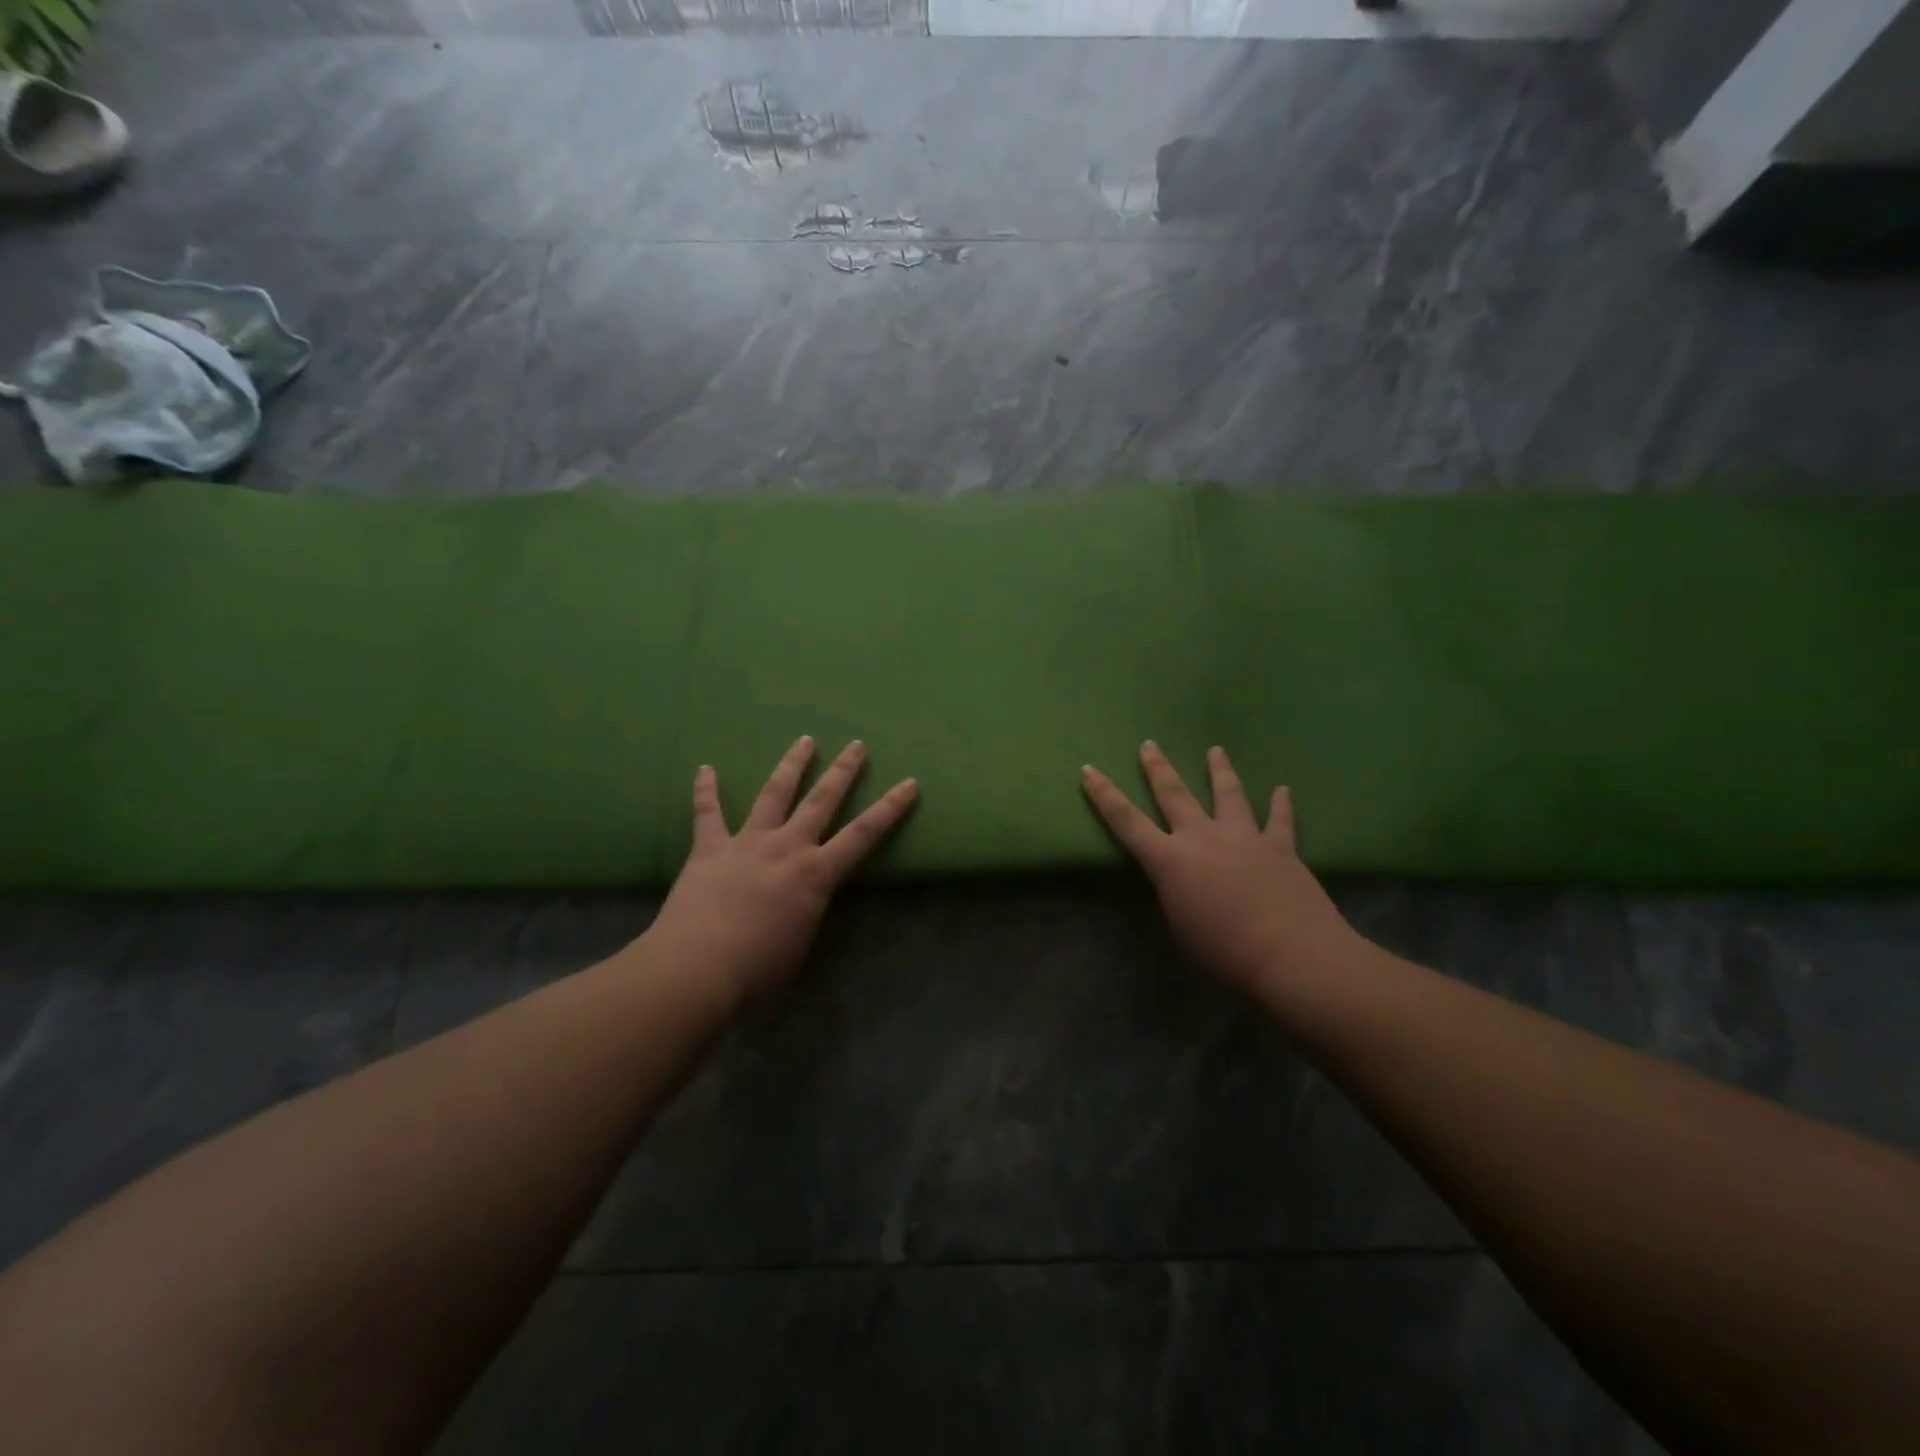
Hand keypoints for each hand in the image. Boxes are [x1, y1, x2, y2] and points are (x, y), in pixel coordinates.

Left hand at [645, 737, 917, 1005]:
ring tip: (805, 740)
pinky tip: (705, 767)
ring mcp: (747, 843)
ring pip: (773, 794)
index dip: (889, 809)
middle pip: (821, 801)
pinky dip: (705, 790)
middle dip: (843, 772)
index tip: (909, 783)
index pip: (863, 835)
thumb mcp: (801, 944)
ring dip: (791, 766)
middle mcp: (786, 847)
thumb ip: (807, 913)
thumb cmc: (758, 970)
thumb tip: (804, 903)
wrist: (698, 967)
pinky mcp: (709, 849)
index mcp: (816, 874)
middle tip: (856, 745)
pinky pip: (707, 813)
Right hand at [1081, 743, 1367, 996]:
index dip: (1104, 795)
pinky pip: (1280, 820)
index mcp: (1170, 861)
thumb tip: (1183, 884)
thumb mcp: (1180, 928)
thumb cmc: (1224, 954)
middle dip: (1158, 768)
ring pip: (1229, 794)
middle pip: (1175, 794)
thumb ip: (1176, 896)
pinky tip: (1283, 789)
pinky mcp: (1281, 848)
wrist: (1290, 957)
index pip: (1126, 821)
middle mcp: (1203, 838)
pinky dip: (1281, 803)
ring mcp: (1245, 838)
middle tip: (1149, 744)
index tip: (1089, 769)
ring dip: (1219, 770)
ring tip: (1215, 750)